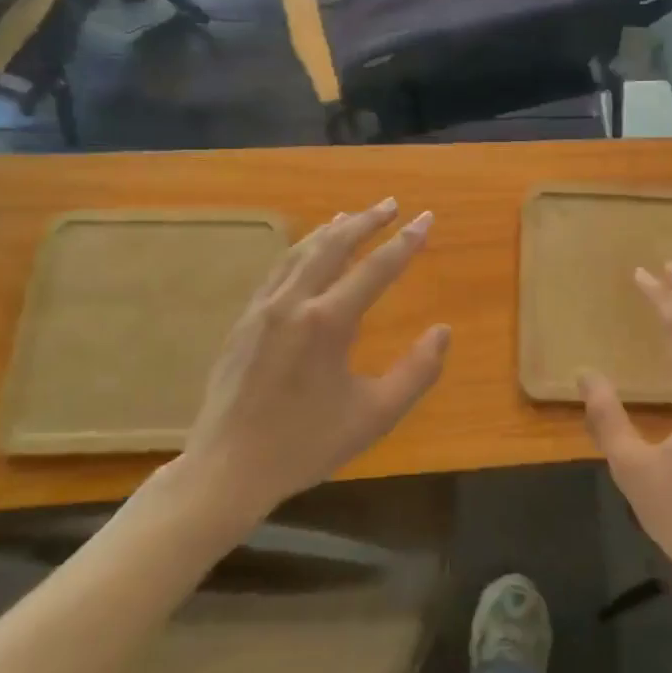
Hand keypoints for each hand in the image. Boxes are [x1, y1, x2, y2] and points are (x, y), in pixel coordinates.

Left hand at [179, 200, 450, 521]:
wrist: (228, 468)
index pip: (376, 269)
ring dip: (332, 230)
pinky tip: (307, 252)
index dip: (405, 242)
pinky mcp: (244, 321)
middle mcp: (294, 303)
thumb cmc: (306, 444)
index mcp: (328, 322)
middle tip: (392, 205)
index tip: (426, 218)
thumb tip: (443, 332)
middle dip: (367, 221)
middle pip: (334, 246)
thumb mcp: (375, 415)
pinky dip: (301, 250)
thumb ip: (416, 372)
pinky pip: (278, 271)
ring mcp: (263, 309)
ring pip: (301, 252)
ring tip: (352, 217)